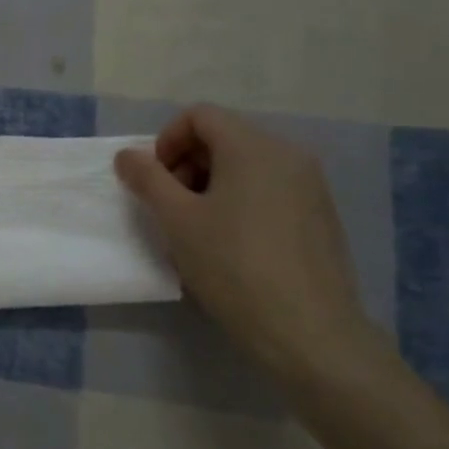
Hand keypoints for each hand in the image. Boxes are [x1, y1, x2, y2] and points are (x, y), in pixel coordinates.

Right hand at [115, 104, 377, 377]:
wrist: (308, 332)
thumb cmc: (233, 266)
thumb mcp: (177, 220)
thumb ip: (147, 179)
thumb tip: (127, 155)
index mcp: (254, 146)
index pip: (199, 116)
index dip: (166, 141)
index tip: (154, 181)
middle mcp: (288, 154)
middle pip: (224, 137)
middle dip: (186, 164)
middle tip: (169, 207)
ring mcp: (310, 185)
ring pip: (246, 165)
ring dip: (210, 184)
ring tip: (196, 230)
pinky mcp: (320, 216)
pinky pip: (269, 189)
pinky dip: (239, 201)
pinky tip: (230, 245)